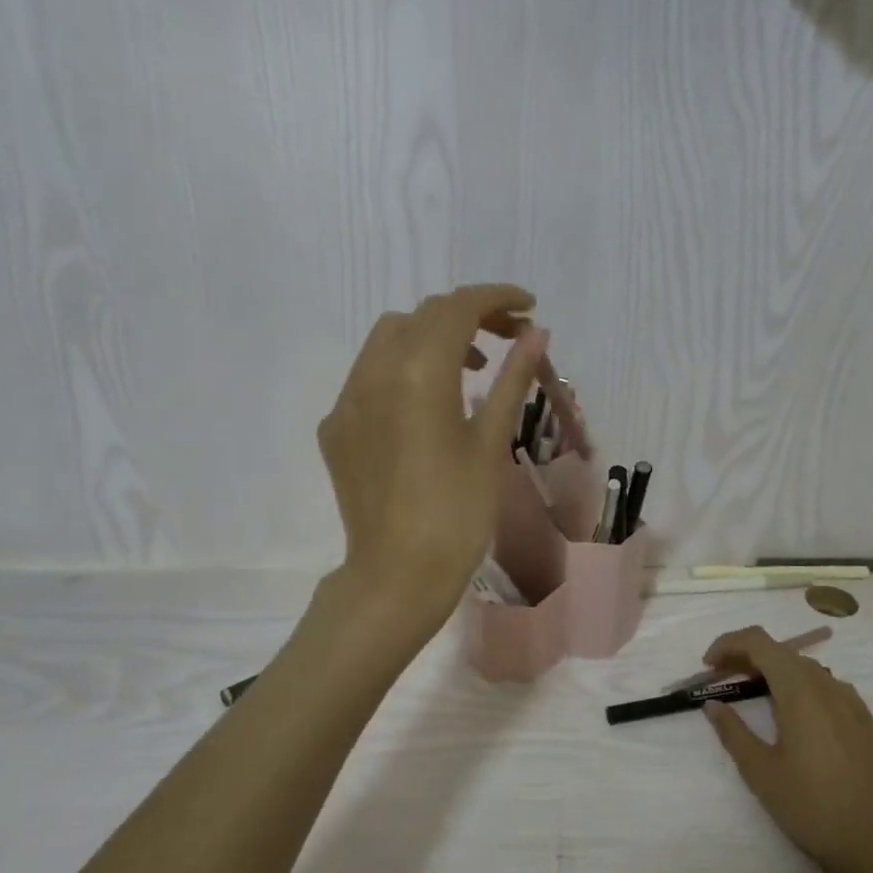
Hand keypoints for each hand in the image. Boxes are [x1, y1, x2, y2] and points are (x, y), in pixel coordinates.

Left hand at [318, 284, 545, 635]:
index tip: (528, 306)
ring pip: (390, 339)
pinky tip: (427, 407)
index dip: (496, 297)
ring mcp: (347, 400)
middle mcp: (373, 372)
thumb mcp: (490, 441)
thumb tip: (537, 334)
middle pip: (423, 316)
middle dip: (468, 315)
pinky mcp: (336, 427)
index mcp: (417, 371)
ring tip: (472, 368)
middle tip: (509, 338)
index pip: (457, 308)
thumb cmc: (457, 512)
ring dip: (433, 337)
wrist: (397, 575)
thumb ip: (513, 379)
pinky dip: (403, 369)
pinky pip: (369, 375)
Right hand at [702, 627, 872, 872]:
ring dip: (775, 673)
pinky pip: (829, 690)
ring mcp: (853, 703)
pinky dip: (802, 689)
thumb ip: (733, 732)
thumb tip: (713, 704)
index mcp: (800, 690)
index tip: (709, 667)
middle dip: (748, 658)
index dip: (728, 644)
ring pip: (806, 669)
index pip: (759, 642)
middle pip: (782, 652)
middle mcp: (828, 685)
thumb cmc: (812, 808)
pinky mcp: (868, 723)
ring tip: (756, 699)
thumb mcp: (761, 772)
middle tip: (723, 681)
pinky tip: (796, 720)